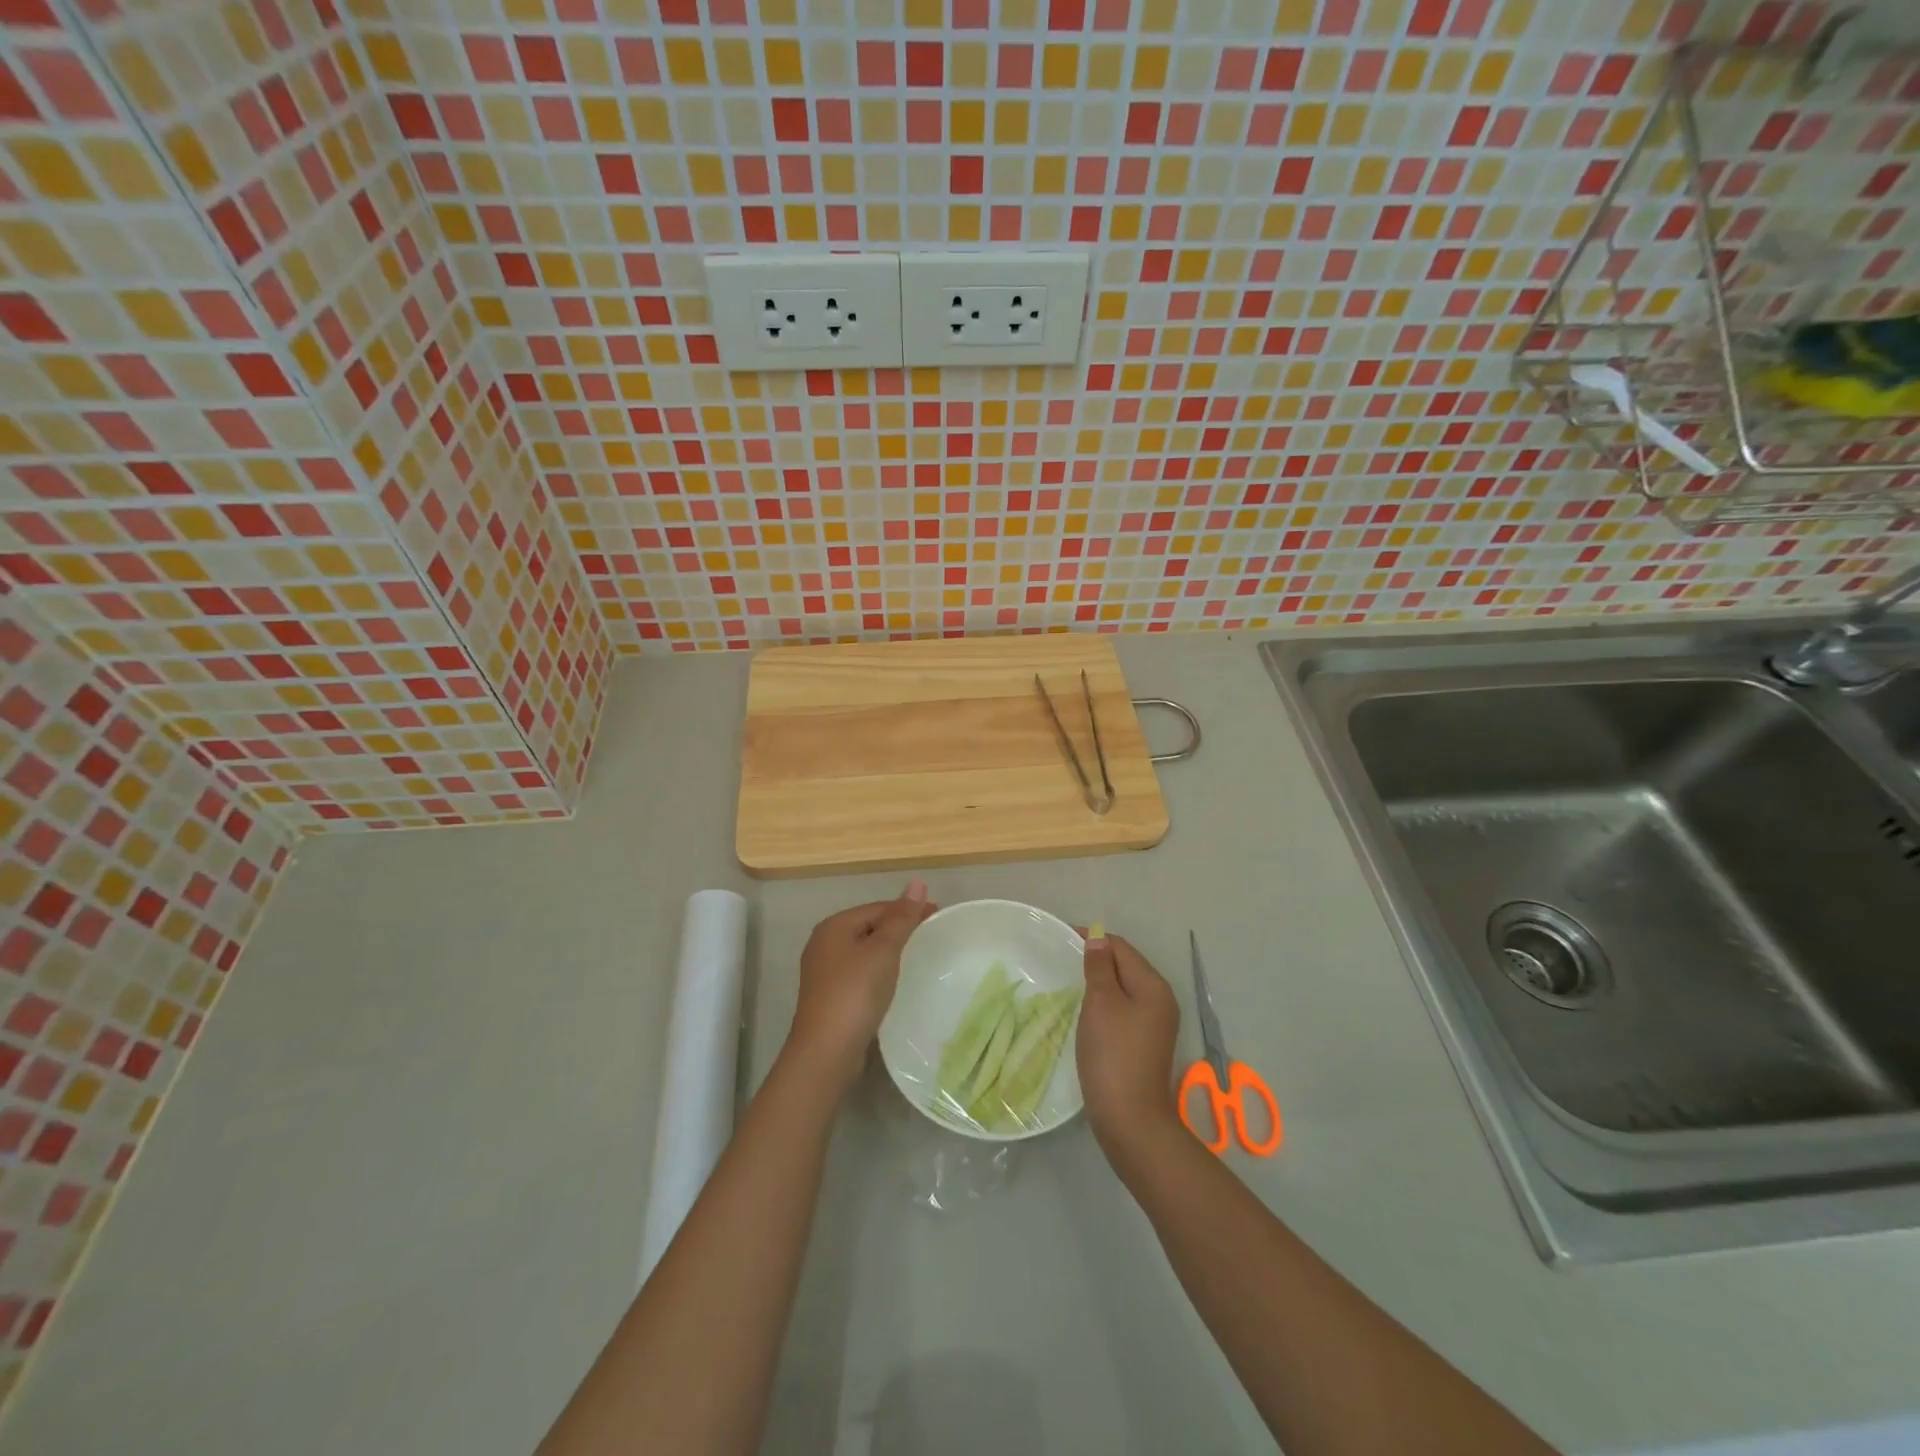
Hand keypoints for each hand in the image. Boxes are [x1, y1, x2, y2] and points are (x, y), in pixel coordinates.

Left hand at [786, 880, 935, 1095]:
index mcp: (834, 926)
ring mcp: (823, 972)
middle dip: (899, 928)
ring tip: (916, 955)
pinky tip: (892, 981)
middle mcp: (824, 943)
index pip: (878, 908)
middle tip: (931, 934)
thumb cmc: (856, 992)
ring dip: (888, 950)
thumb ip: (901, 917)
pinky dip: (878, 970)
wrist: (827, 1051)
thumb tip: (916, 882)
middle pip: (869, 926)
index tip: (937, 914)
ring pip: (863, 950)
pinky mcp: (829, 996)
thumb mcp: (883, 950)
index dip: (908, 909)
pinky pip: (859, 972)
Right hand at [1077, 930, 1181, 1160]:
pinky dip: (1105, 1003)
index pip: (1122, 948)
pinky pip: (1124, 1009)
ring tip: (1070, 981)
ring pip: (1124, 989)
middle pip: (1126, 966)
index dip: (1093, 939)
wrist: (1130, 1118)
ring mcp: (1156, 1024)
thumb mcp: (1101, 1003)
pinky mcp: (1145, 1043)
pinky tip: (1086, 1011)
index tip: (1062, 938)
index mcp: (1153, 985)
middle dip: (1097, 959)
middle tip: (1062, 960)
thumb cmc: (1113, 1054)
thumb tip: (1098, 939)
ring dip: (1100, 982)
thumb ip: (1100, 968)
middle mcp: (1161, 1000)